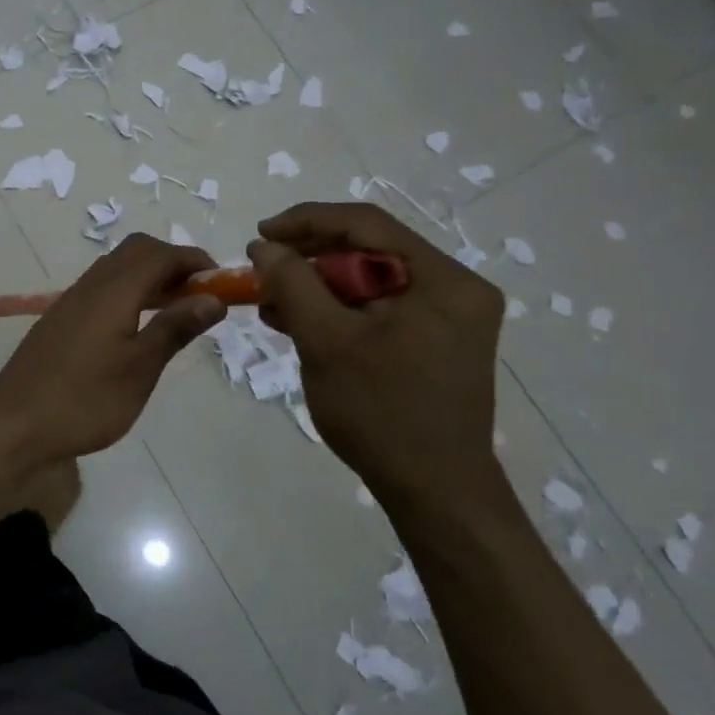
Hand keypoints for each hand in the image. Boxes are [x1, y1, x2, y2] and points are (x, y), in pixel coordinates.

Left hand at [0, 235, 226, 464]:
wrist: (15, 424)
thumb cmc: (85, 400)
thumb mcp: (140, 368)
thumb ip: (174, 327)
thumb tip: (212, 297)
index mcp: (113, 291)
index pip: (159, 254)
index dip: (193, 260)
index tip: (221, 281)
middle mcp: (90, 285)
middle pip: (135, 251)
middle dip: (171, 262)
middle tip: (198, 294)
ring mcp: (71, 301)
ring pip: (116, 269)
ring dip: (149, 277)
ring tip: (176, 310)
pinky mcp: (60, 320)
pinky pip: (101, 288)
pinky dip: (129, 293)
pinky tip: (137, 327)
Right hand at [249, 203, 506, 513]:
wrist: (435, 492)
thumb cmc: (381, 413)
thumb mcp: (326, 341)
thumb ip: (292, 283)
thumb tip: (264, 245)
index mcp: (443, 279)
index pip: (366, 224)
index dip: (306, 221)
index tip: (260, 235)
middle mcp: (455, 288)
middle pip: (369, 250)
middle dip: (308, 258)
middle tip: (262, 272)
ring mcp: (448, 316)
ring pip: (369, 279)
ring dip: (317, 285)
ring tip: (272, 304)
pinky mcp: (435, 341)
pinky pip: (378, 307)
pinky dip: (337, 309)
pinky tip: (299, 323)